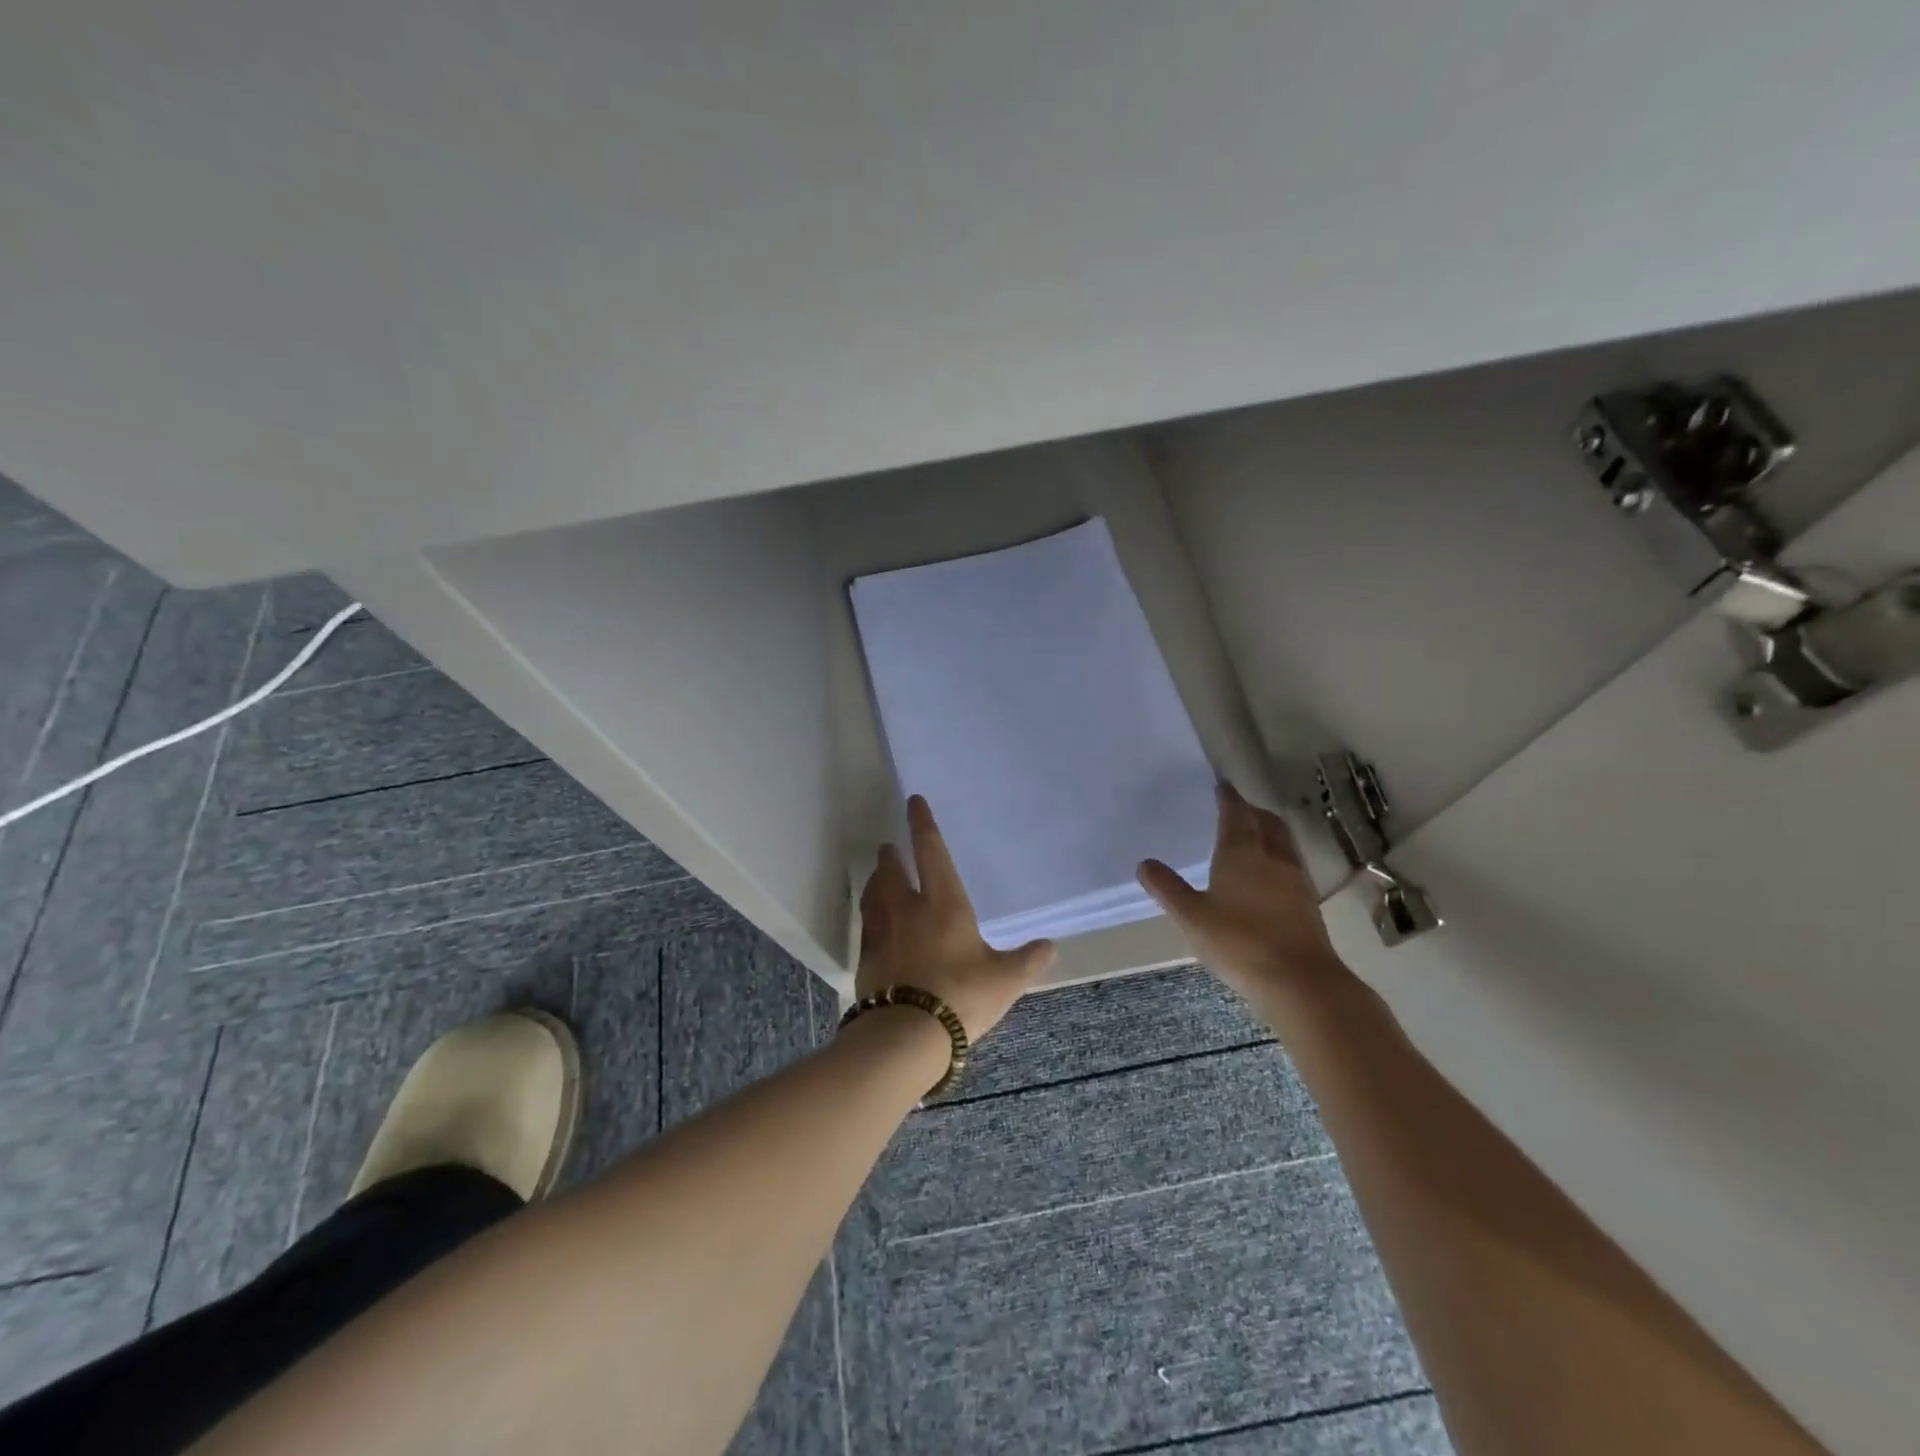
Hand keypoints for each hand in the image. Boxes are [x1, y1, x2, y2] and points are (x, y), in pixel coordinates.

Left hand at [856, 796, 1055, 1040]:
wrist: (907, 1034)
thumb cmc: (962, 996)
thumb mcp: (1005, 980)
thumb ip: (1027, 961)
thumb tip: (1049, 947)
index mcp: (943, 902)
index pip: (930, 851)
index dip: (922, 824)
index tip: (913, 802)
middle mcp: (908, 908)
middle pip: (892, 870)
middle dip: (891, 855)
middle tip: (890, 846)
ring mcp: (882, 932)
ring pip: (874, 894)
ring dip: (876, 880)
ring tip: (879, 875)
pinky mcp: (866, 958)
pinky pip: (867, 924)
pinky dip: (870, 913)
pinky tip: (874, 921)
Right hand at [1137, 782, 1346, 999]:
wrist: (1300, 982)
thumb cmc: (1239, 942)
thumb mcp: (1191, 917)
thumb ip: (1168, 889)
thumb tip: (1144, 864)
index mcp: (1242, 853)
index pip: (1236, 813)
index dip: (1228, 797)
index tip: (1221, 785)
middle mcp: (1273, 858)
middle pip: (1267, 823)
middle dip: (1253, 811)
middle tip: (1237, 810)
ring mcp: (1295, 881)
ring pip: (1283, 844)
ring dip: (1269, 833)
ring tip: (1253, 839)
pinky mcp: (1307, 905)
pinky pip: (1291, 867)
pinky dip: (1277, 859)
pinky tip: (1267, 879)